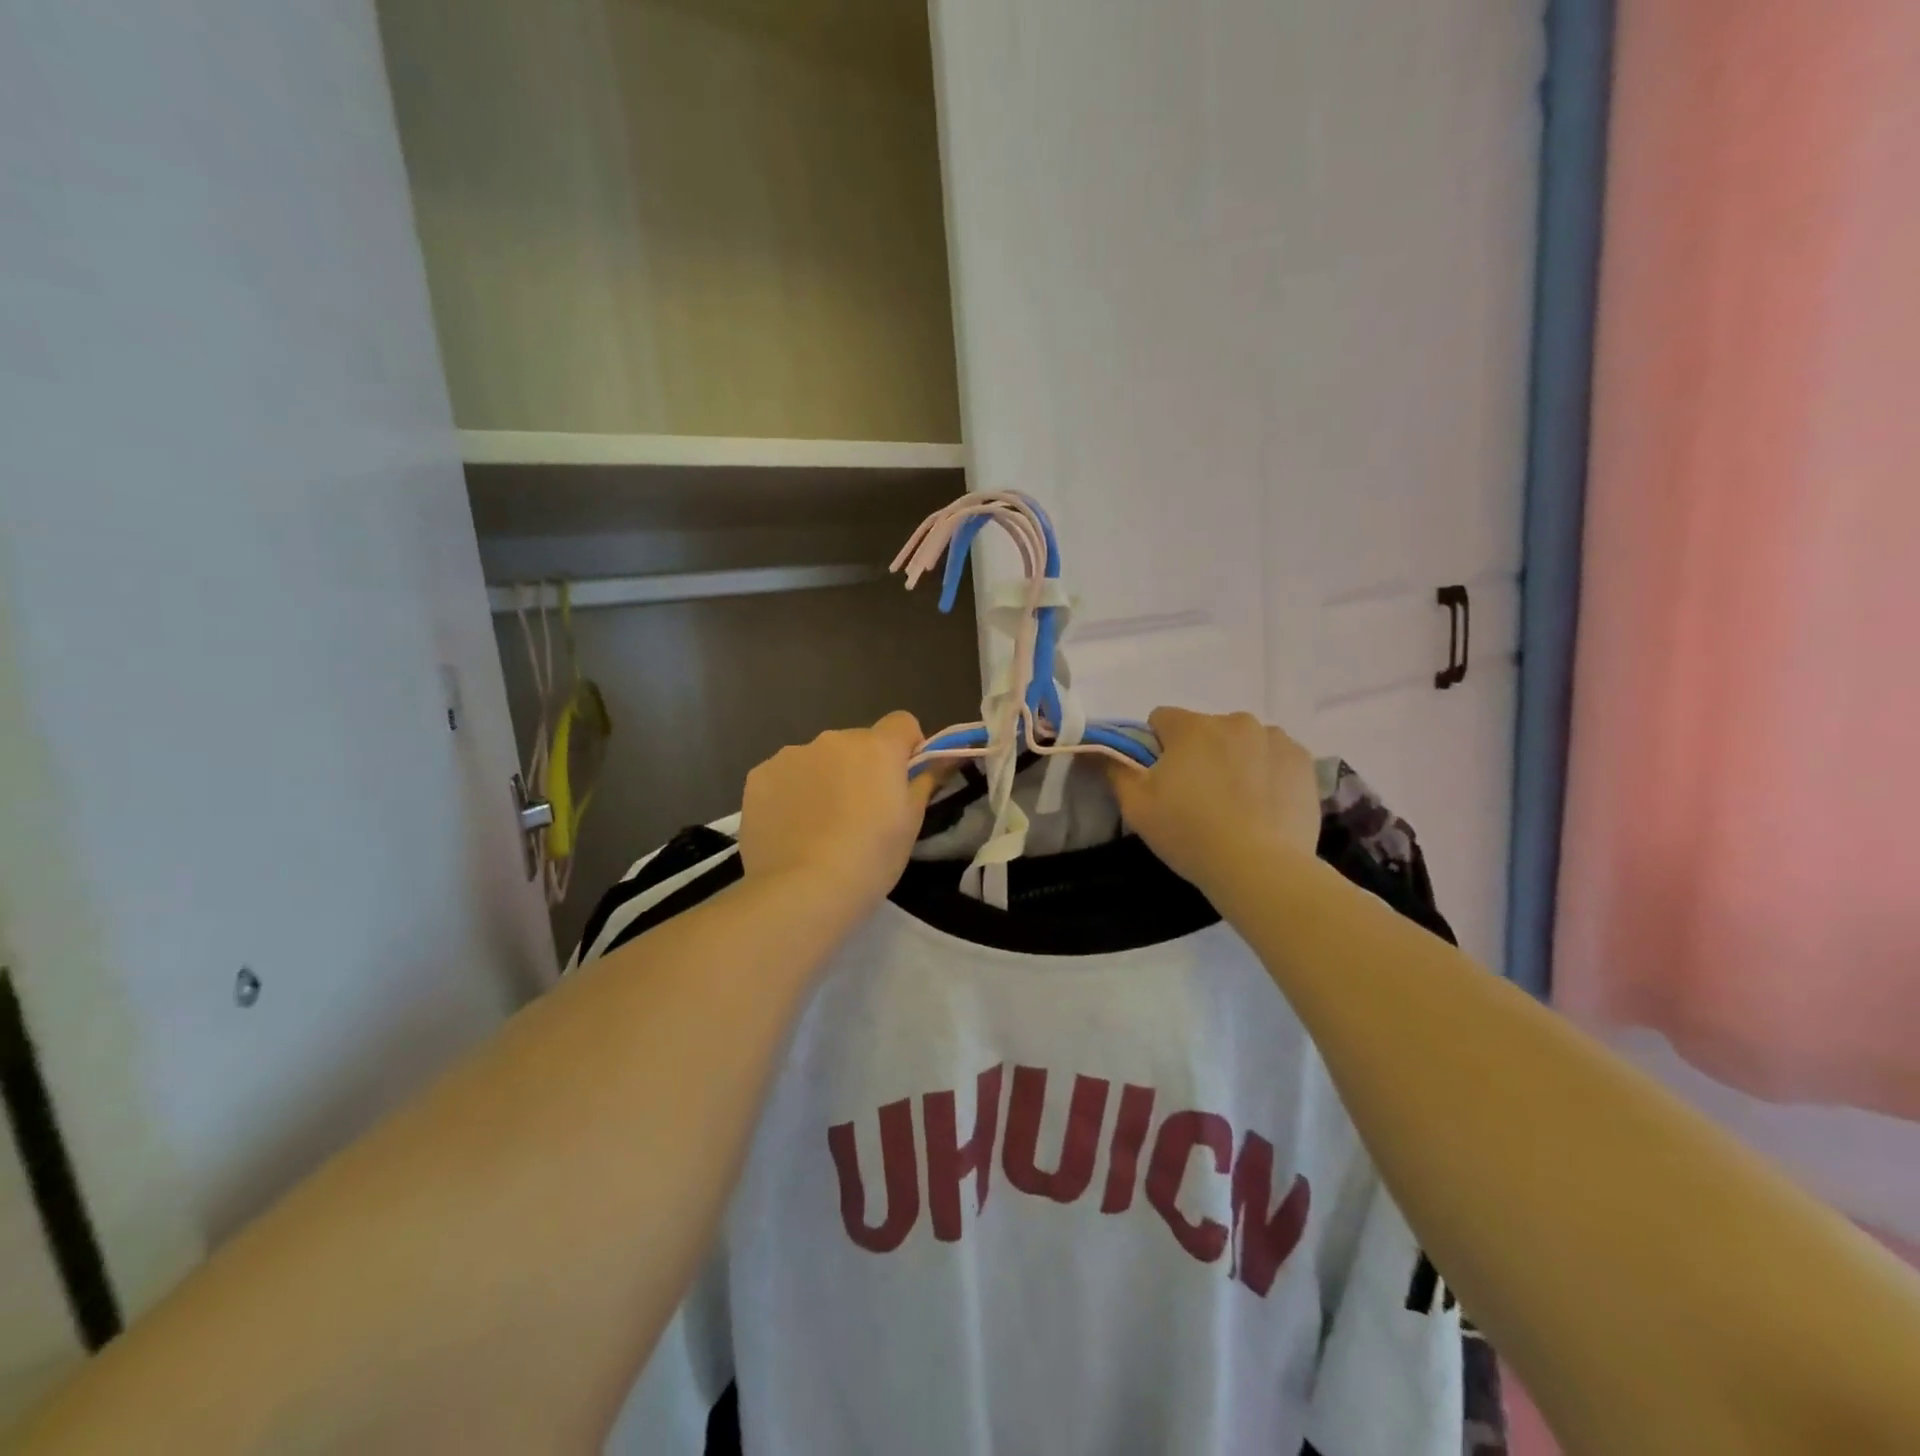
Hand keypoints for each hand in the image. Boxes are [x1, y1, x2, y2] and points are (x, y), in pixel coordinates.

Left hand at [738, 712, 937, 907]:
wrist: (802, 890)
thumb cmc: (870, 858)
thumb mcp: (911, 824)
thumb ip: (924, 781)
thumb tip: (941, 760)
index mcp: (876, 748)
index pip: (902, 722)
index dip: (907, 747)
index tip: (902, 780)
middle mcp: (833, 739)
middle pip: (857, 742)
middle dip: (862, 767)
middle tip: (859, 812)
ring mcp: (791, 755)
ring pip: (818, 758)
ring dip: (824, 777)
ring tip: (819, 825)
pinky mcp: (758, 776)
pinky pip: (785, 775)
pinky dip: (791, 792)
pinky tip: (791, 828)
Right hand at [1106, 708, 1320, 892]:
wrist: (1261, 868)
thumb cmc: (1190, 833)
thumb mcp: (1136, 807)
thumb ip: (1115, 770)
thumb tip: (1101, 750)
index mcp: (1191, 726)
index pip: (1161, 719)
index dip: (1155, 747)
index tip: (1161, 779)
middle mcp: (1234, 721)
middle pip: (1204, 730)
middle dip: (1197, 753)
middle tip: (1198, 797)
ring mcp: (1274, 738)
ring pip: (1241, 741)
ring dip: (1233, 759)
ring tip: (1235, 804)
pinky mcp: (1303, 761)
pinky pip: (1274, 756)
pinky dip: (1266, 772)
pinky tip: (1263, 805)